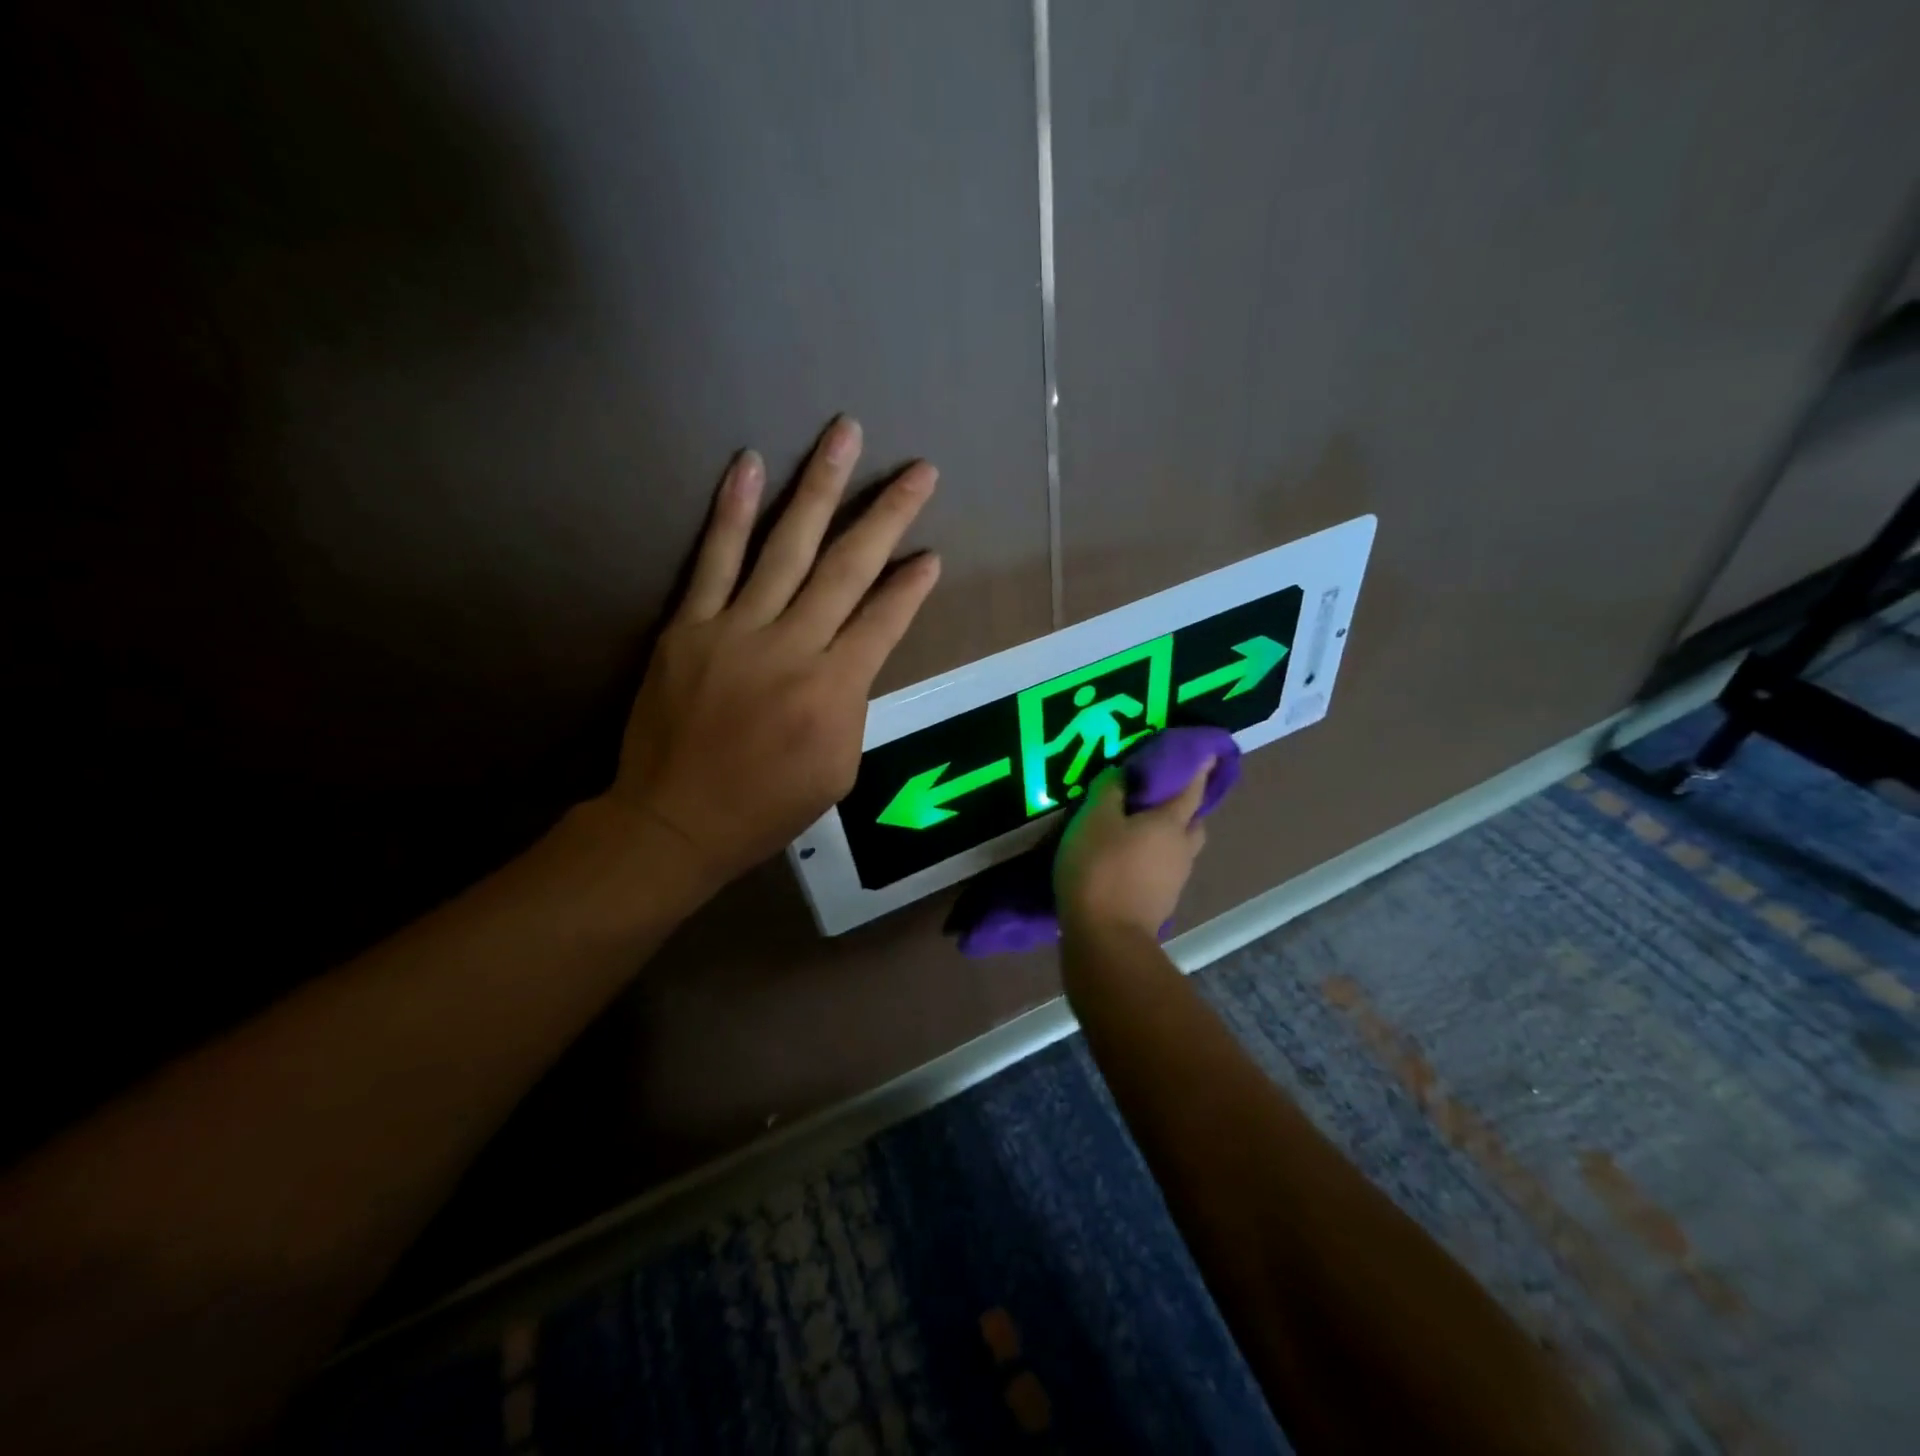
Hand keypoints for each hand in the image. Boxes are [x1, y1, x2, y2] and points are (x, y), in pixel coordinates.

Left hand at [609, 416, 939, 887]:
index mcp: (835, 690)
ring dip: (821, 487)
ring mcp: (737, 629)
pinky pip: (715, 559)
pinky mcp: (690, 625)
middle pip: (848, 568)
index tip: (932, 554)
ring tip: (845, 434)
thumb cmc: (766, 806)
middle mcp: (793, 647)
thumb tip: (857, 653)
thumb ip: (853, 704)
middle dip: (889, 515)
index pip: (885, 620)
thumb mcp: (838, 769)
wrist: (675, 819)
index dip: (913, 585)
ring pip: (787, 546)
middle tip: (919, 470)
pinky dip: (733, 510)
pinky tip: (751, 464)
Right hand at [1055, 759, 1212, 939]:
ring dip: (1166, 837)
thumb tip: (1124, 775)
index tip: (1207, 753)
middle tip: (1160, 798)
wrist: (1105, 938)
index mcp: (1171, 822)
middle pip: (1193, 822)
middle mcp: (1182, 849)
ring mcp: (1175, 880)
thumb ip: (1110, 791)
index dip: (1199, 768)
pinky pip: (1163, 870)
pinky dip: (1152, 860)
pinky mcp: (1161, 903)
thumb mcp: (1094, 818)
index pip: (1192, 787)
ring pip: (1179, 848)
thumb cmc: (1100, 868)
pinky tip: (1129, 861)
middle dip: (1184, 807)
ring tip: (1136, 831)